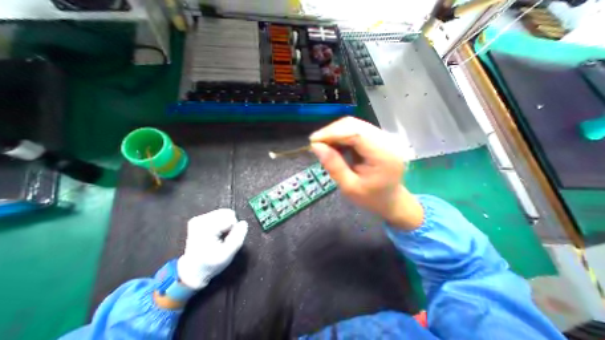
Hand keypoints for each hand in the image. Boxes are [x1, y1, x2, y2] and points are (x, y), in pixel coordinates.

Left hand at [178, 207, 247, 289]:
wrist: (193, 271)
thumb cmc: (211, 264)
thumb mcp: (227, 255)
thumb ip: (237, 238)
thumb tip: (243, 223)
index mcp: (205, 229)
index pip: (230, 218)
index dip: (233, 229)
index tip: (226, 240)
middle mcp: (200, 220)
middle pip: (227, 213)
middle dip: (229, 225)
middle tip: (224, 238)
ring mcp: (198, 219)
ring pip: (224, 213)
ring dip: (226, 224)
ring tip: (220, 237)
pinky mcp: (199, 219)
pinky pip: (219, 214)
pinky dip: (221, 223)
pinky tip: (216, 234)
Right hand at [309, 116, 420, 230]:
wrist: (391, 199)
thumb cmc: (371, 198)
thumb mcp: (349, 187)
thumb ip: (333, 166)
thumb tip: (316, 146)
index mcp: (384, 155)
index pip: (355, 133)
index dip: (332, 133)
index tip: (313, 141)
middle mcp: (387, 141)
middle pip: (354, 125)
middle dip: (331, 131)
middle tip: (316, 144)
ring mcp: (385, 137)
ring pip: (354, 124)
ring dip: (336, 132)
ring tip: (324, 145)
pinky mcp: (379, 137)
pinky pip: (357, 129)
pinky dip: (342, 135)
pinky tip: (335, 145)